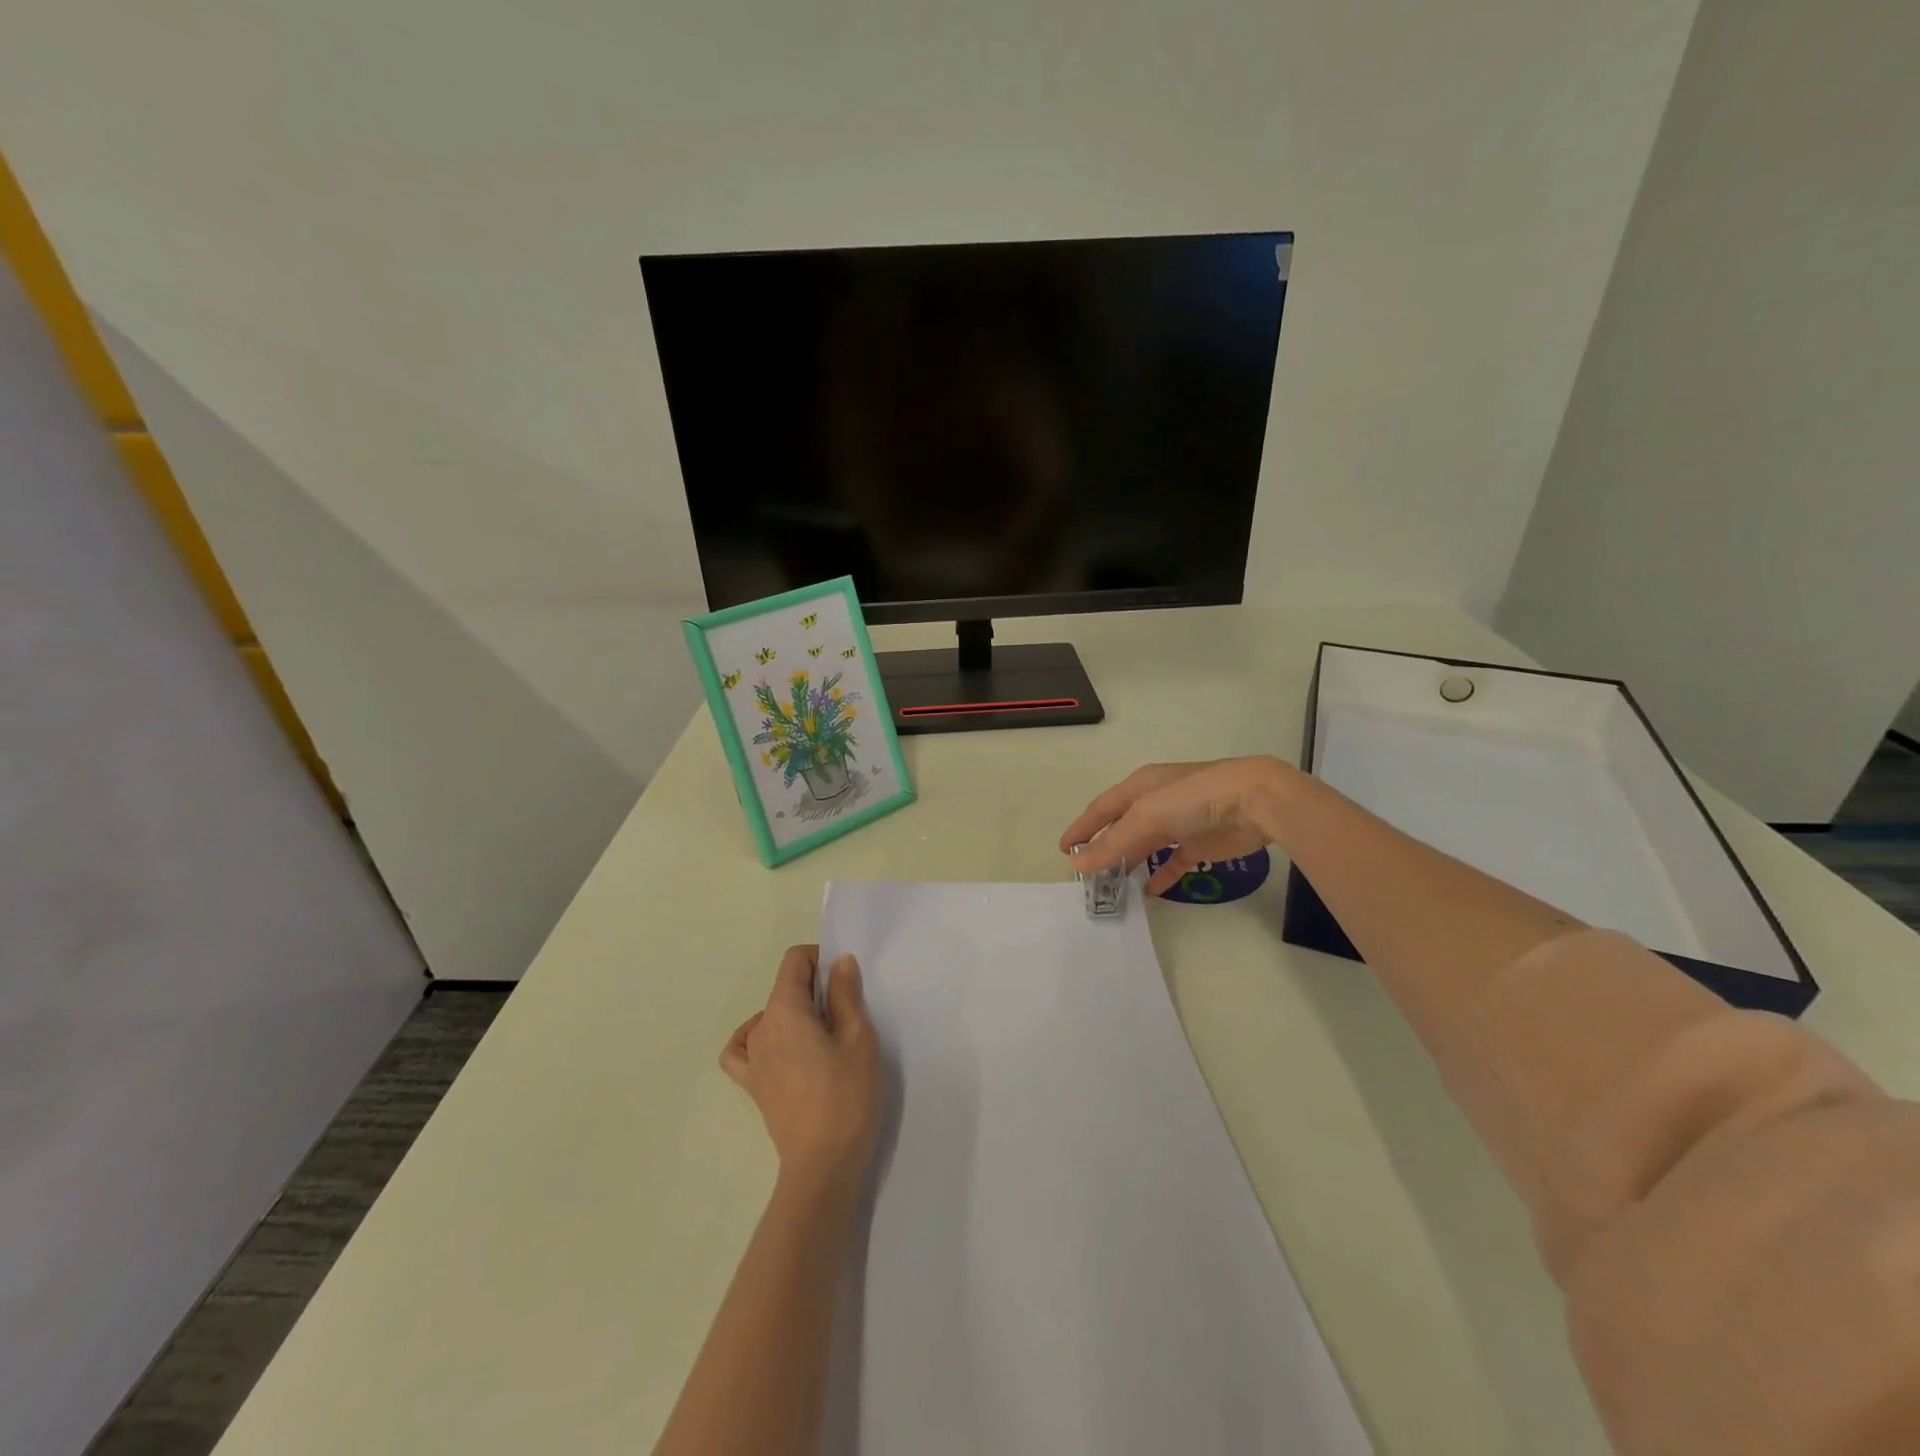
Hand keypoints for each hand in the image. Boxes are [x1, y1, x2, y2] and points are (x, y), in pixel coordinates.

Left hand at [721, 945, 880, 1192]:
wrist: (823, 1164)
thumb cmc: (846, 1095)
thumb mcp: (858, 1038)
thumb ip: (845, 995)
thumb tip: (838, 962)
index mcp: (784, 1010)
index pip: (794, 961)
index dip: (820, 959)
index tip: (845, 981)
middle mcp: (761, 1028)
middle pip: (783, 987)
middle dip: (814, 988)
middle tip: (846, 1014)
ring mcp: (752, 1058)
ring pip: (768, 1015)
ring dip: (794, 1013)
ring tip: (822, 1035)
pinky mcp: (753, 1085)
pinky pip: (743, 1049)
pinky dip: (756, 1038)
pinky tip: (779, 1047)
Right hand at [1060, 757, 1293, 895]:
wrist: (1253, 801)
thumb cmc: (1193, 798)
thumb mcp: (1147, 816)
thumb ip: (1112, 842)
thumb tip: (1078, 863)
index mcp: (1139, 787)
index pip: (1101, 808)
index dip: (1082, 827)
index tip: (1063, 849)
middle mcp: (1156, 802)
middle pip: (1121, 827)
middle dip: (1103, 848)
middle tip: (1085, 873)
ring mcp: (1179, 823)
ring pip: (1145, 846)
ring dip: (1128, 862)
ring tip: (1110, 885)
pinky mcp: (1199, 844)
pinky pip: (1173, 862)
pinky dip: (1160, 875)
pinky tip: (1148, 891)